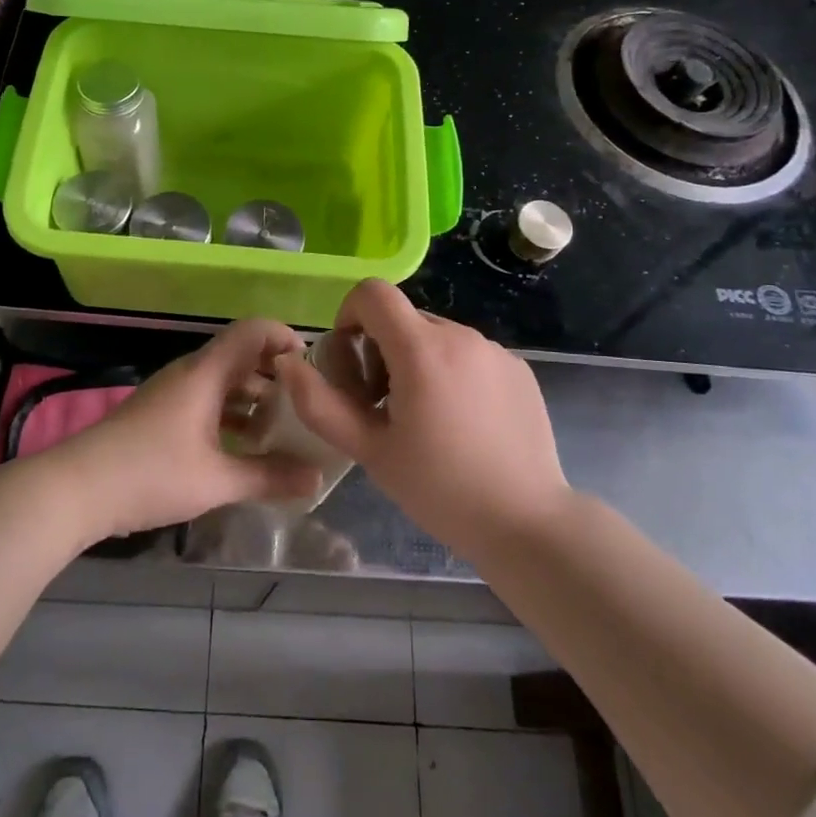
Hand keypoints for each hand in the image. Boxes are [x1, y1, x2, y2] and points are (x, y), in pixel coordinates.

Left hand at [58, 318, 322, 539]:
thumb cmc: (151, 473)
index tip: (313, 368)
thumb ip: (269, 477)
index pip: (253, 331)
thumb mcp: (217, 480)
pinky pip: (206, 401)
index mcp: (206, 373)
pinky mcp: (160, 414)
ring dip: (253, 400)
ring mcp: (172, 393)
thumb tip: (316, 479)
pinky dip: (231, 416)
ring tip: (283, 431)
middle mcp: (191, 373)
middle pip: (241, 357)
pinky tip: (244, 448)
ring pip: (223, 382)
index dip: (286, 338)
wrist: (77, 488)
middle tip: (307, 406)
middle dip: (276, 377)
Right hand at [274, 280, 569, 560]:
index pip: (372, 293)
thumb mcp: (369, 450)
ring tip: (424, 419)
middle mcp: (460, 335)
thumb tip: (288, 364)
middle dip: (380, 349)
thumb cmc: (440, 489)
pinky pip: (469, 354)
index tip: (351, 361)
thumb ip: (320, 403)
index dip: (349, 315)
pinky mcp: (519, 368)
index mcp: (421, 349)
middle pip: (402, 318)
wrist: (527, 523)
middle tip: (381, 405)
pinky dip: (451, 373)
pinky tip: (461, 424)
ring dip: (416, 362)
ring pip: (435, 337)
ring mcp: (494, 350)